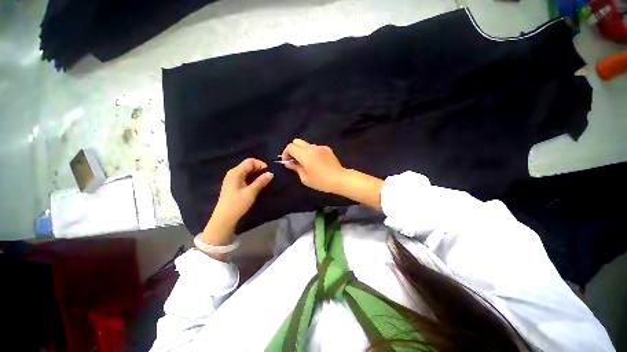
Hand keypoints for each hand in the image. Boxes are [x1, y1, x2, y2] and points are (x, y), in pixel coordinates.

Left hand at [200, 158, 273, 245]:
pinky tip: (257, 185)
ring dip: (256, 174)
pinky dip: (252, 178)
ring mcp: (232, 179)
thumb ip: (261, 181)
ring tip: (264, 181)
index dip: (261, 164)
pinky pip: (244, 177)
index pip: (250, 161)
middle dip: (259, 169)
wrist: (224, 219)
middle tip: (268, 177)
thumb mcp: (251, 192)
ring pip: (246, 171)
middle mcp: (233, 173)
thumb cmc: (237, 204)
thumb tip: (271, 173)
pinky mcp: (233, 185)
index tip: (269, 172)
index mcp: (236, 172)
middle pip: (248, 165)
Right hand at [281, 139, 346, 193]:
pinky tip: (317, 163)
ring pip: (306, 145)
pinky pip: (315, 148)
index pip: (290, 146)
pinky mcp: (327, 149)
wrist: (339, 179)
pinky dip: (312, 153)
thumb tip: (289, 163)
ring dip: (303, 151)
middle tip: (295, 161)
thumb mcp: (305, 178)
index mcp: (304, 154)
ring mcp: (320, 147)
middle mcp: (311, 147)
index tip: (287, 162)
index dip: (286, 153)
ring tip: (306, 163)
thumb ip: (296, 168)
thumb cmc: (321, 181)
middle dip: (293, 150)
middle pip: (297, 141)